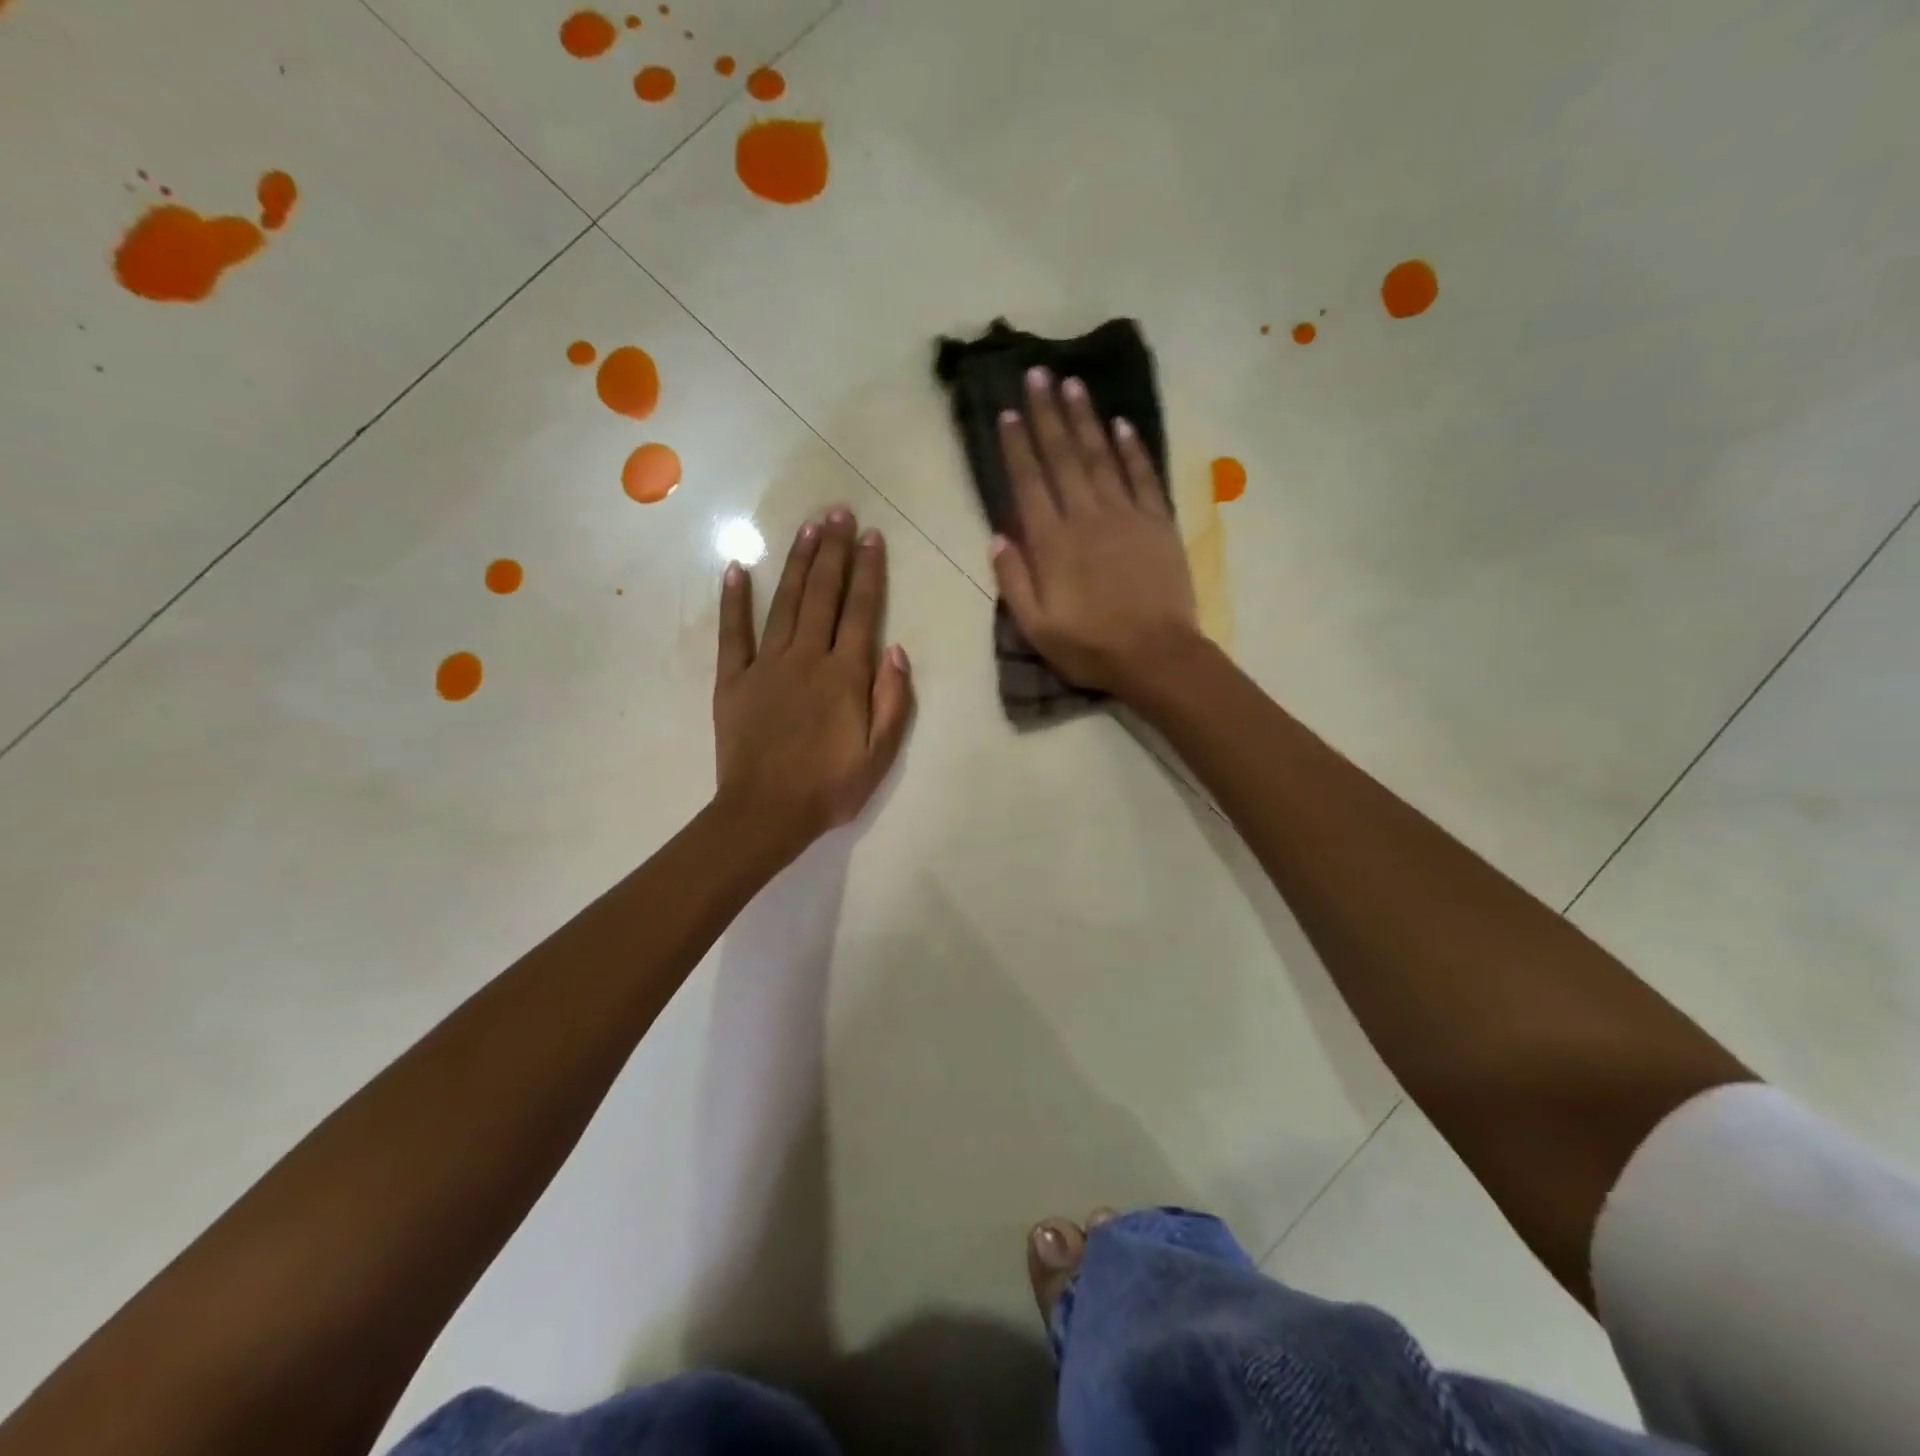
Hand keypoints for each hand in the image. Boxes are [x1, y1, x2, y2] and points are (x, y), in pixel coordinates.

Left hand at [713, 507, 913, 857]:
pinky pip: (733, 632)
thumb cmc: (830, 788)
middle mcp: (807, 658)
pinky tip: (738, 568)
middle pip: (823, 595)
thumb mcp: (879, 754)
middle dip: (834, 551)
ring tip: (808, 527)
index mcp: (845, 675)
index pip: (861, 611)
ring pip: (786, 602)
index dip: (868, 571)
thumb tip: (896, 649)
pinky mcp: (734, 679)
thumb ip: (892, 700)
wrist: (765, 814)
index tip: (872, 537)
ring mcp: (766, 665)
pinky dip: (734, 600)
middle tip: (839, 512)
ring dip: (798, 563)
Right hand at [991, 369, 1201, 697]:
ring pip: (1101, 457)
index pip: (1029, 483)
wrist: (1157, 655)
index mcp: (1052, 543)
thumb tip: (997, 536)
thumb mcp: (1036, 627)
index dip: (1017, 447)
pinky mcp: (1158, 523)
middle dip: (1047, 414)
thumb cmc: (1091, 647)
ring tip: (1072, 384)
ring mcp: (1126, 515)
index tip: (1007, 412)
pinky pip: (1144, 476)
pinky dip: (1132, 449)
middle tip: (1037, 374)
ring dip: (1085, 419)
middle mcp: (1086, 517)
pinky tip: (1121, 425)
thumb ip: (1014, 580)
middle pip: (1063, 457)